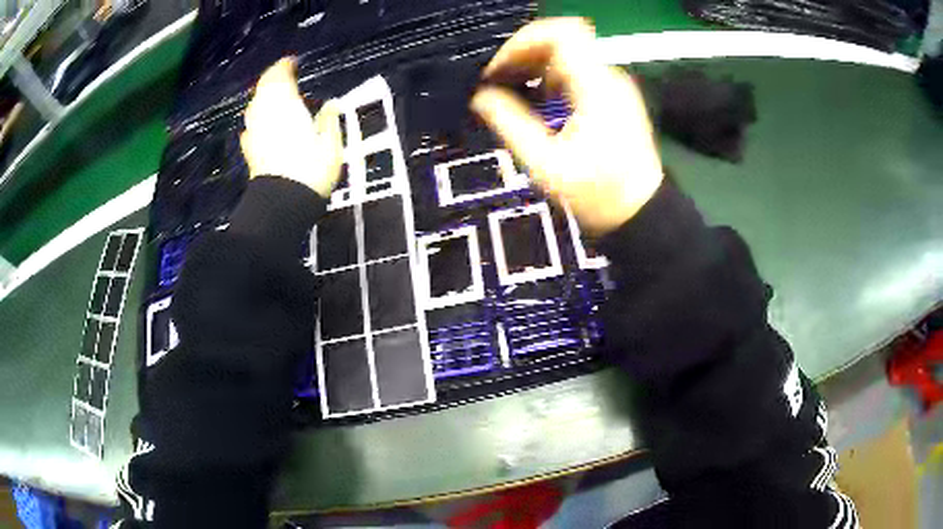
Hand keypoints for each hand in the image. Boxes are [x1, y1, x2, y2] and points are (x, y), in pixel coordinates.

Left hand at [241, 58, 343, 196]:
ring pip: (254, 106)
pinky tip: (264, 125)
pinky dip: (258, 120)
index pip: (280, 75)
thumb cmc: (311, 168)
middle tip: (285, 78)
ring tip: (276, 99)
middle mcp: (265, 113)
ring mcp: (254, 132)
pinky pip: (251, 127)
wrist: (283, 202)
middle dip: (272, 80)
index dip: (285, 66)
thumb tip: (330, 105)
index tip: (293, 62)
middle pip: (263, 88)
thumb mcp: (331, 143)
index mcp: (285, 105)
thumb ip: (328, 119)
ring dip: (264, 98)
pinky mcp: (250, 150)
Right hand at [471, 18, 663, 234]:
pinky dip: (550, 78)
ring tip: (510, 91)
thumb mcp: (545, 164)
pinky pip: (577, 72)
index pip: (559, 34)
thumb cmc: (597, 195)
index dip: (522, 41)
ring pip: (568, 54)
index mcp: (596, 87)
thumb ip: (509, 123)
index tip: (498, 67)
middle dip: (523, 54)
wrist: (641, 213)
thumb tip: (480, 97)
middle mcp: (609, 77)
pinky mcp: (614, 97)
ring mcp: (614, 86)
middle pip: (561, 40)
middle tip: (497, 80)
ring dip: (535, 66)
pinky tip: (536, 101)